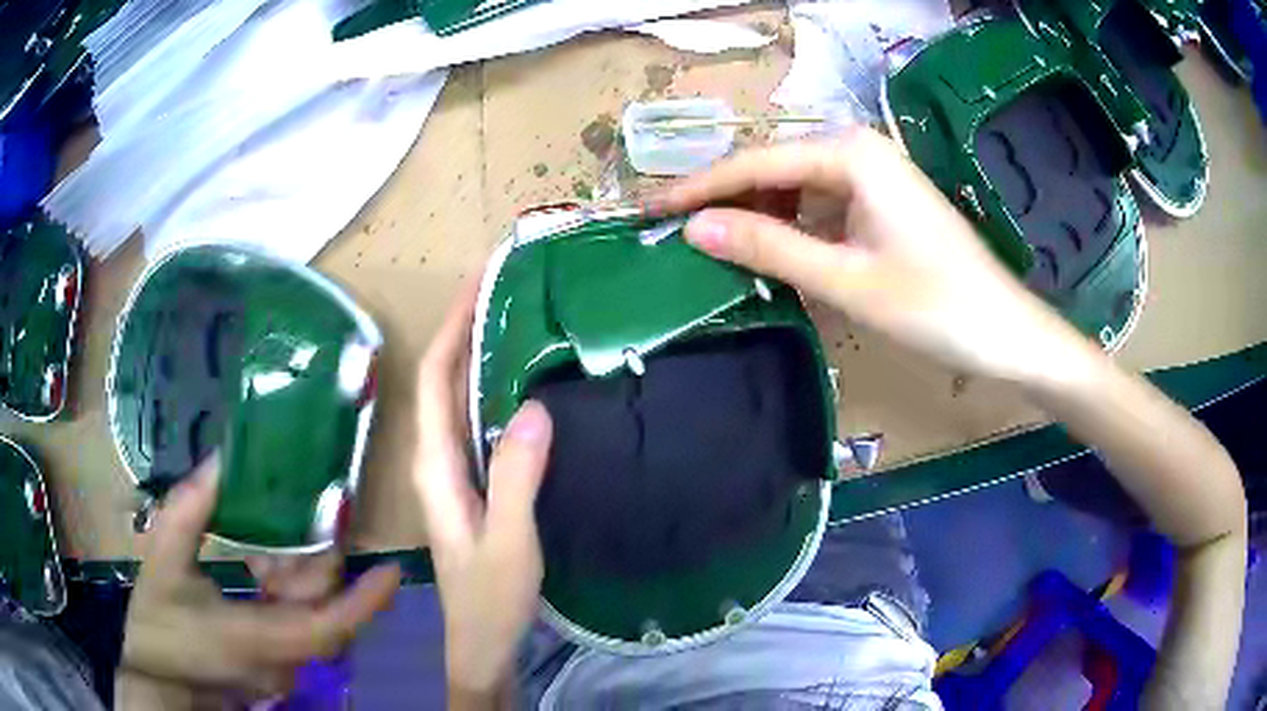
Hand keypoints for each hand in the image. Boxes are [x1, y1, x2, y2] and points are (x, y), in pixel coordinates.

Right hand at [117, 458, 400, 703]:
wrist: (154, 676)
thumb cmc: (157, 621)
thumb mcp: (164, 559)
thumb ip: (189, 509)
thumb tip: (222, 458)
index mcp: (262, 638)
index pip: (330, 625)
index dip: (364, 600)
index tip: (392, 569)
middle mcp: (283, 658)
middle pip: (320, 608)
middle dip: (315, 559)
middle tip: (307, 509)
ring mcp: (279, 666)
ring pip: (306, 614)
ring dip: (293, 571)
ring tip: (271, 526)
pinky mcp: (269, 663)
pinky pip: (290, 623)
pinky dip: (280, 589)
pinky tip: (254, 558)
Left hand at [414, 281, 553, 698]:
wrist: (481, 641)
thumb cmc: (490, 599)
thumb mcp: (509, 543)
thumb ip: (517, 478)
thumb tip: (533, 405)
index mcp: (434, 467)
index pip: (433, 379)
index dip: (450, 327)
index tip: (477, 283)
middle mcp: (435, 460)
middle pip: (440, 379)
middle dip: (461, 327)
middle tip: (501, 286)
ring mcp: (452, 472)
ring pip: (456, 399)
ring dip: (474, 354)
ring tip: (510, 316)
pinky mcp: (471, 483)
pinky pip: (475, 422)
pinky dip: (489, 389)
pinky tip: (517, 380)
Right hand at [650, 127, 1095, 384]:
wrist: (1006, 332)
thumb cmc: (935, 306)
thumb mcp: (845, 279)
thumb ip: (768, 247)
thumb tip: (693, 229)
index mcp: (850, 154)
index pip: (755, 164)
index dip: (698, 189)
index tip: (648, 210)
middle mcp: (858, 150)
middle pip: (774, 169)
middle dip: (725, 201)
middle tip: (674, 234)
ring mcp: (873, 175)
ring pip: (796, 188)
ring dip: (758, 216)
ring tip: (715, 249)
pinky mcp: (883, 202)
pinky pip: (822, 206)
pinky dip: (793, 229)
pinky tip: (773, 254)